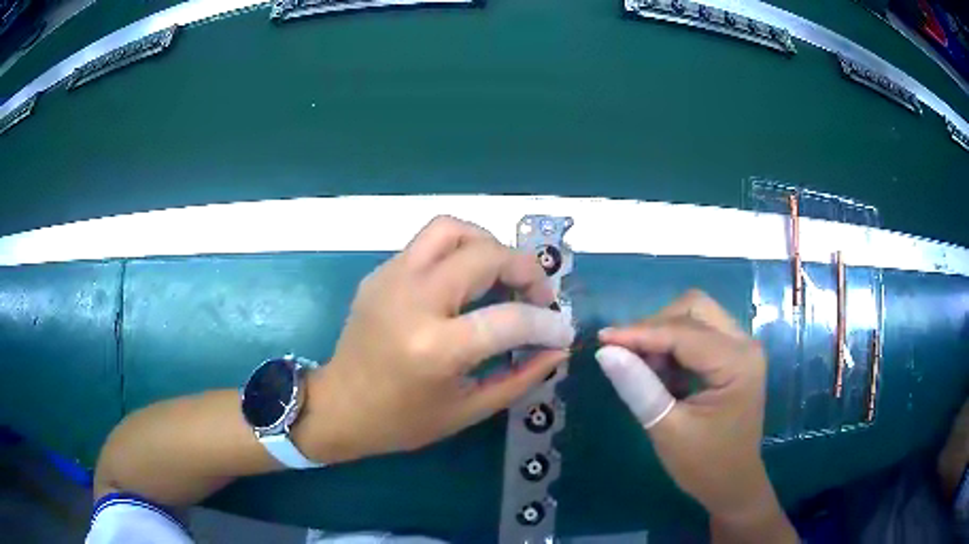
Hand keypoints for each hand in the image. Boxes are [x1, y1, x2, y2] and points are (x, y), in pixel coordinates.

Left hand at [312, 216, 574, 461]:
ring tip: (502, 276)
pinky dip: (459, 252)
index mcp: (434, 348)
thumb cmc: (401, 421)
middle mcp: (413, 300)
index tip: (562, 330)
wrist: (337, 406)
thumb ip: (520, 377)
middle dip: (526, 269)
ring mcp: (391, 278)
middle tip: (537, 296)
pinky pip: (429, 243)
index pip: (509, 319)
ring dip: (489, 245)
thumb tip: (557, 348)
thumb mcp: (467, 410)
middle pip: (485, 255)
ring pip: (452, 229)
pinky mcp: (380, 272)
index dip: (547, 323)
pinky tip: (465, 283)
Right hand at [595, 291, 795, 542]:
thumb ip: (639, 388)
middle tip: (627, 354)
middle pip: (694, 308)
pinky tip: (660, 373)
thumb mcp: (668, 430)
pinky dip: (673, 346)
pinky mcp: (732, 357)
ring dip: (664, 334)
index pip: (684, 332)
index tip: (601, 339)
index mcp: (737, 362)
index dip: (640, 332)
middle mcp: (744, 344)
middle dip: (656, 325)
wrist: (732, 485)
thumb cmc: (705, 464)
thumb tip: (605, 351)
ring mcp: (741, 348)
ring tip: (643, 369)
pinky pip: (698, 333)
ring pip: (695, 316)